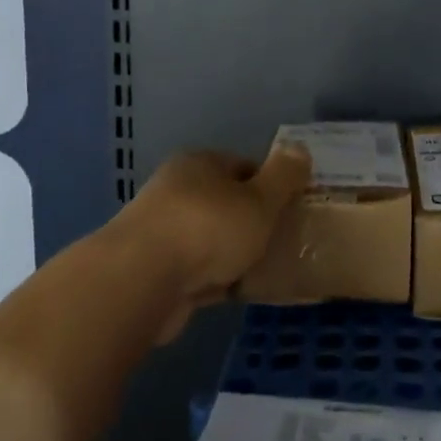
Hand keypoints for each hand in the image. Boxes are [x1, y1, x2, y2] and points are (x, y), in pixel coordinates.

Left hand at [112, 146, 310, 342]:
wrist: (141, 281)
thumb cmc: (208, 228)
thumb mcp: (260, 200)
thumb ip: (283, 176)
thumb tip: (299, 147)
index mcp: (199, 164)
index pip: (242, 166)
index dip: (270, 185)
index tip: (291, 209)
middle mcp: (175, 190)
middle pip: (224, 202)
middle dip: (251, 221)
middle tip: (281, 241)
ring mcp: (160, 231)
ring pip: (209, 238)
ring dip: (232, 253)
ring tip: (263, 270)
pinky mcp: (152, 270)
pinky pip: (195, 270)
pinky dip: (214, 279)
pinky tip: (235, 292)